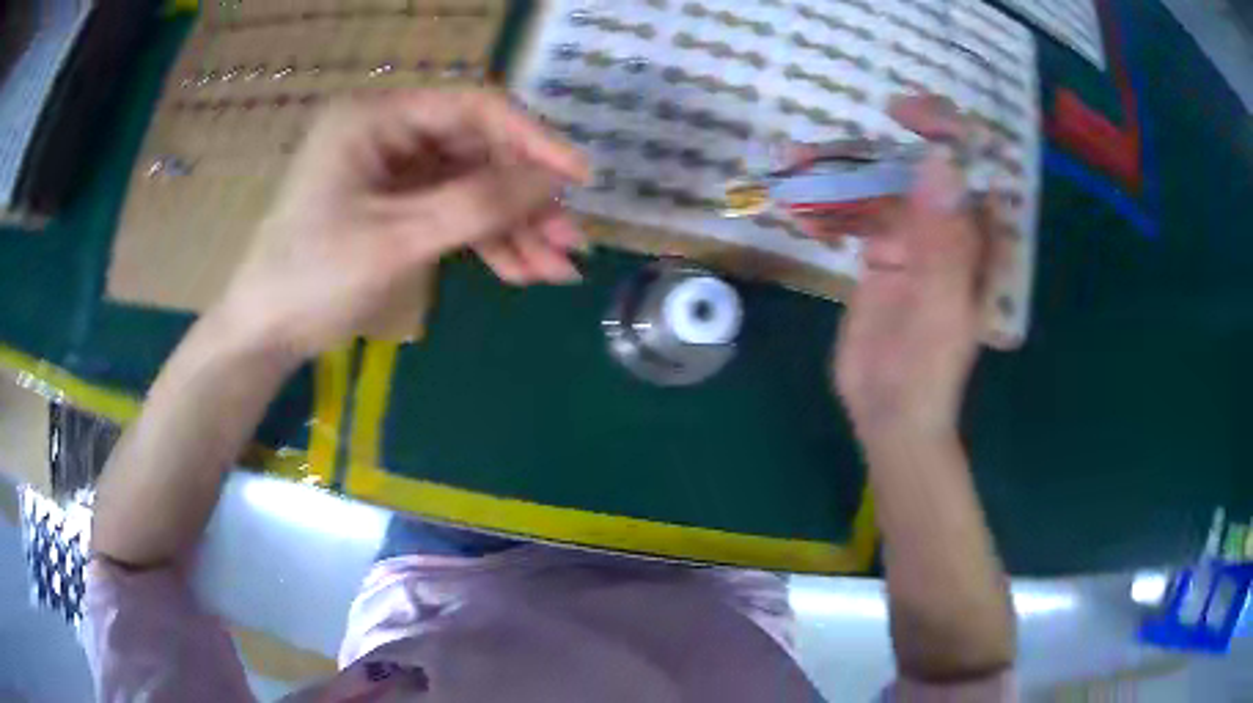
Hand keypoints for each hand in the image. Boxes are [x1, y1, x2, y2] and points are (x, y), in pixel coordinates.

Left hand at [218, 89, 590, 359]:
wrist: (267, 333)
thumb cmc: (313, 277)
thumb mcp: (397, 239)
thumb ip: (478, 204)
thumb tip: (553, 181)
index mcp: (377, 117)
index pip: (473, 108)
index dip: (532, 139)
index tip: (578, 177)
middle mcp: (390, 134)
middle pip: (478, 152)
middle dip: (525, 201)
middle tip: (570, 241)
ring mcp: (394, 172)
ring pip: (471, 187)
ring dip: (513, 228)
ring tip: (555, 270)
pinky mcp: (397, 206)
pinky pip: (453, 213)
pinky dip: (486, 242)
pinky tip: (521, 272)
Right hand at [794, 95, 988, 442]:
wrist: (891, 412)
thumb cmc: (929, 370)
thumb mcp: (940, 305)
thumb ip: (944, 238)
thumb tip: (939, 161)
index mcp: (975, 234)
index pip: (969, 163)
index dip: (943, 128)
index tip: (903, 116)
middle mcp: (947, 224)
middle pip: (914, 162)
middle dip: (870, 145)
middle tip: (822, 142)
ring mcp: (911, 234)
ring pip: (877, 182)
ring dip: (835, 170)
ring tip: (791, 163)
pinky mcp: (880, 250)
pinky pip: (853, 212)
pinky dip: (826, 204)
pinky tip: (800, 210)